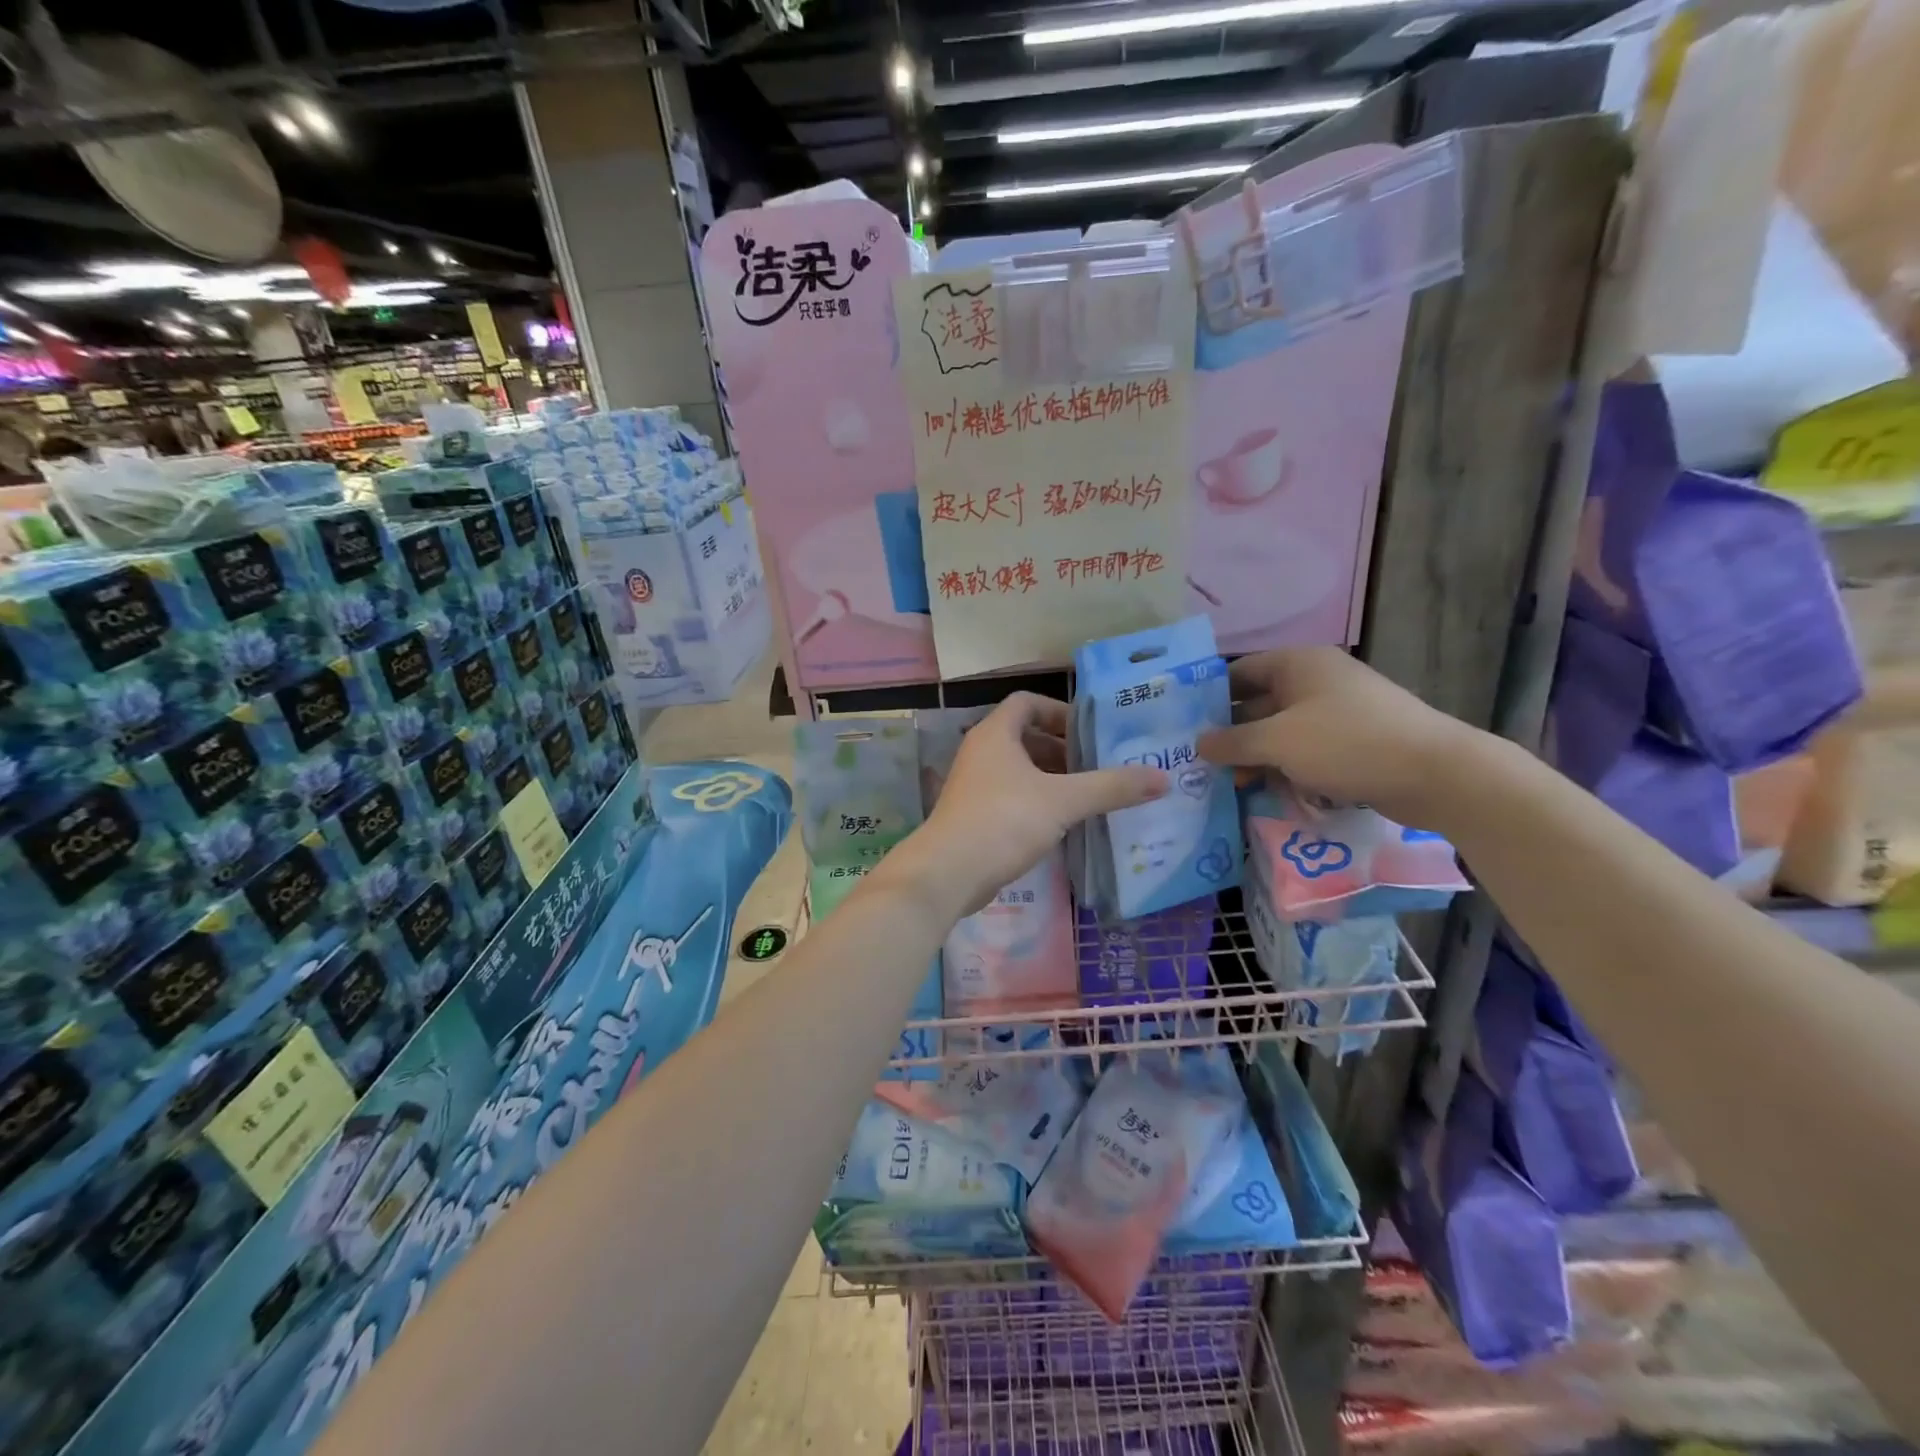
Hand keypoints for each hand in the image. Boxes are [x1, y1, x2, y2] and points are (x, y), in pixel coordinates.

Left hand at [890, 693, 1167, 917]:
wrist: (948, 873)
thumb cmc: (1003, 821)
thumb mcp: (1063, 801)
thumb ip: (1111, 787)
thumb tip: (1162, 778)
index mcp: (995, 734)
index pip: (1026, 703)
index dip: (1059, 711)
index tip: (1088, 733)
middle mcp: (980, 753)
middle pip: (1023, 736)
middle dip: (1060, 749)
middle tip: (1095, 766)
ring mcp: (973, 786)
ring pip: (1017, 770)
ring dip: (1049, 778)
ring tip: (1085, 796)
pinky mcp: (973, 816)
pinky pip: (1010, 797)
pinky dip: (1036, 802)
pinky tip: (1060, 824)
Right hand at [1196, 648, 1475, 828]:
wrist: (1434, 773)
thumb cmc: (1347, 743)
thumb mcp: (1278, 742)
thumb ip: (1232, 742)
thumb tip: (1197, 744)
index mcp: (1296, 664)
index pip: (1236, 672)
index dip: (1207, 697)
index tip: (1180, 726)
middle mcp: (1314, 680)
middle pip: (1256, 703)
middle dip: (1229, 734)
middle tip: (1198, 763)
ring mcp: (1335, 710)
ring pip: (1279, 730)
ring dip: (1255, 755)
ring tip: (1231, 784)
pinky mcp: (1351, 740)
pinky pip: (1304, 749)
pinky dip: (1284, 766)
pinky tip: (1268, 790)